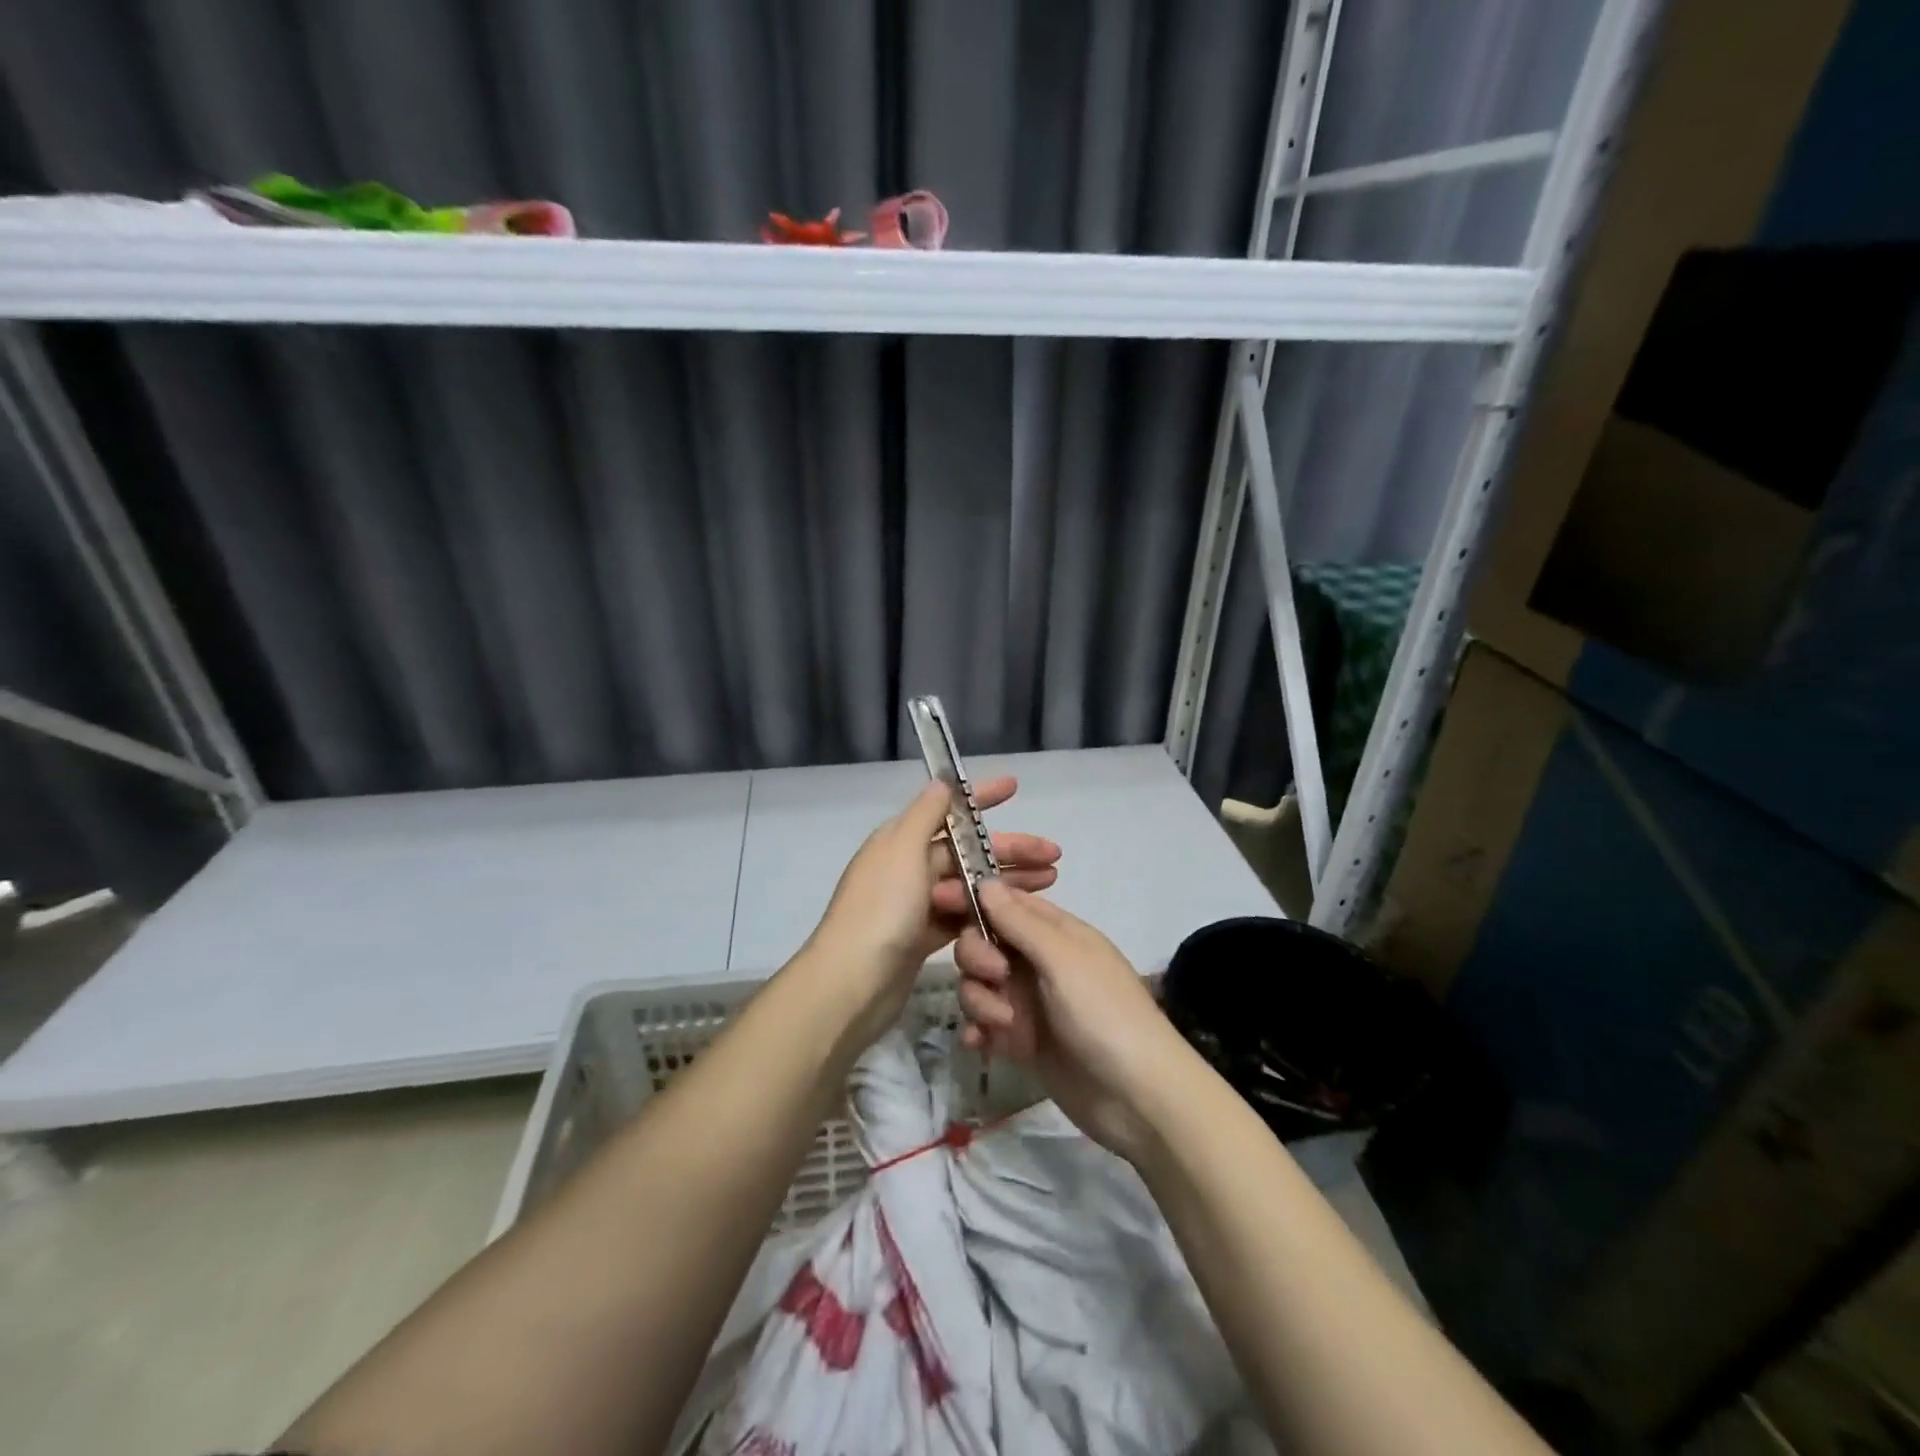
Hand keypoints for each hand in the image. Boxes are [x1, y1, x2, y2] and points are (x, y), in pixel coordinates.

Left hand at [799, 778, 1060, 1046]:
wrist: (852, 984)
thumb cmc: (880, 910)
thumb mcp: (902, 851)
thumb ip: (924, 815)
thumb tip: (942, 782)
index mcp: (900, 840)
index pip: (946, 809)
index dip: (981, 798)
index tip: (1015, 787)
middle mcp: (908, 867)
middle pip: (967, 851)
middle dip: (1010, 849)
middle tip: (1054, 856)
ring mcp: (915, 904)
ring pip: (971, 884)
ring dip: (1007, 881)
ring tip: (1050, 883)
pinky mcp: (923, 938)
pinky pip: (964, 916)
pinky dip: (989, 913)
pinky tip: (1018, 916)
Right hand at [953, 883, 1192, 1159]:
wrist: (1137, 1097)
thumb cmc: (1104, 1014)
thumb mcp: (1062, 960)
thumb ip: (1020, 922)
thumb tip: (985, 881)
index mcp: (1055, 931)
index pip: (1004, 901)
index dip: (972, 898)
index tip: (938, 899)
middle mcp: (1039, 960)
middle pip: (984, 941)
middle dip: (978, 957)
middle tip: (995, 977)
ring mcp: (1030, 1001)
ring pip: (979, 984)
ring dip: (980, 1000)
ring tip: (1003, 1025)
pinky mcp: (1022, 1039)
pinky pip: (984, 1023)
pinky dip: (979, 1030)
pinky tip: (981, 1044)